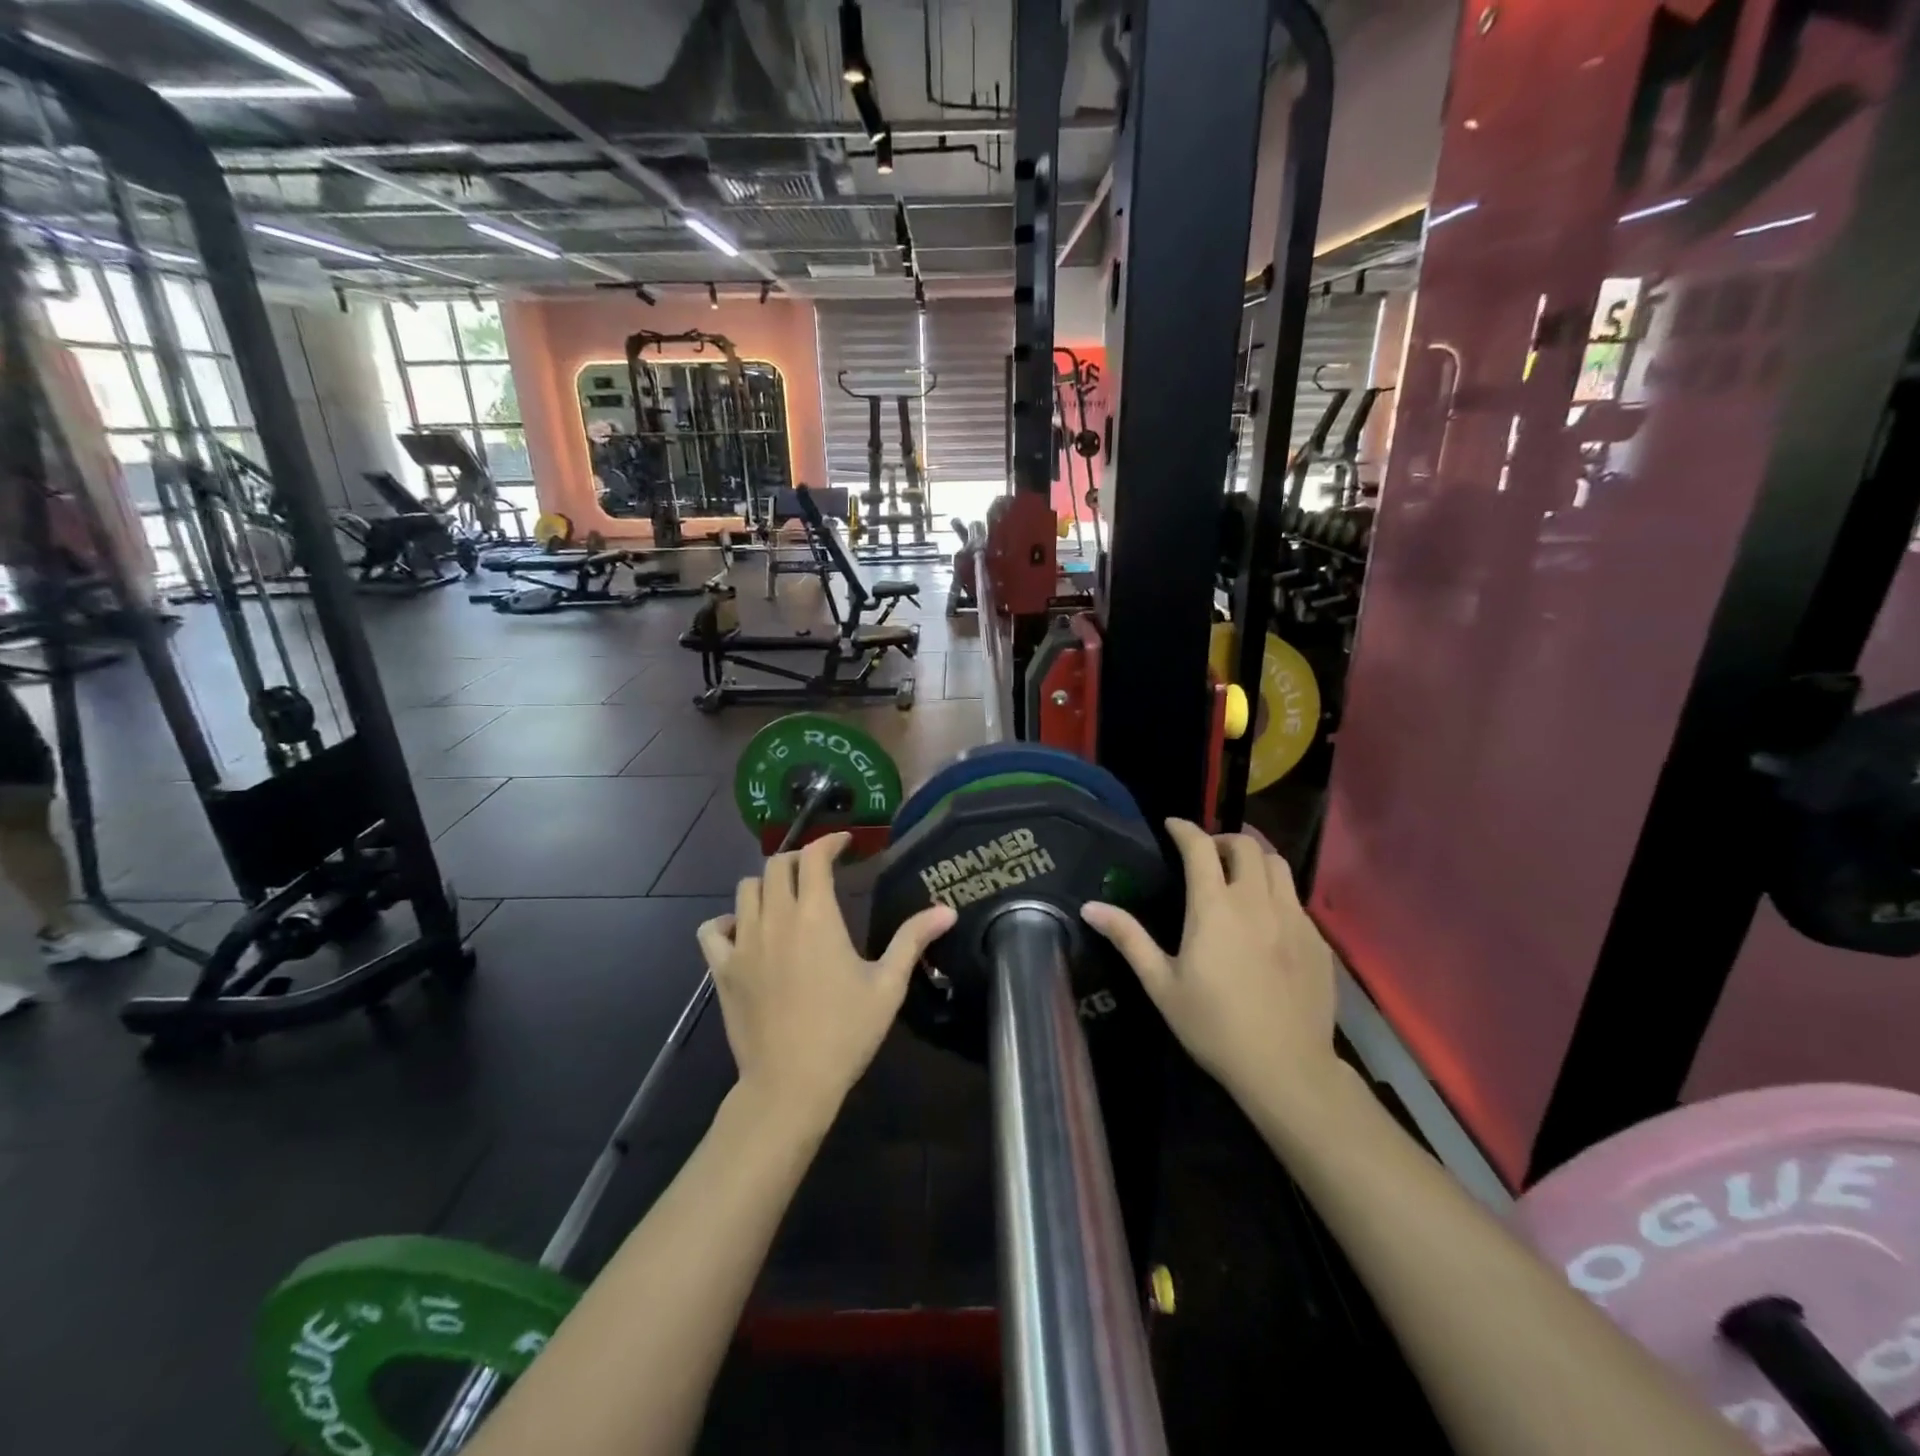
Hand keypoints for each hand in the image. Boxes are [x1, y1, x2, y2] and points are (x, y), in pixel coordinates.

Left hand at [697, 833, 955, 1128]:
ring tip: (785, 900)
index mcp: (816, 917)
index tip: (844, 843)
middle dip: (799, 860)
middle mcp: (776, 919)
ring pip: (746, 889)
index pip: (813, 857)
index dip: (828, 842)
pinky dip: (727, 921)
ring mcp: (744, 943)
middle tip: (818, 873)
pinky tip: (744, 931)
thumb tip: (947, 910)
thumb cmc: (845, 1033)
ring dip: (766, 885)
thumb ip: (912, 940)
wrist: (791, 1083)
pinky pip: (712, 930)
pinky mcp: (722, 969)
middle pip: (776, 865)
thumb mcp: (887, 986)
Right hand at [1082, 819, 1339, 1109]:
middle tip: (1206, 855)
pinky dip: (1276, 892)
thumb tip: (1089, 906)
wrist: (1286, 1068)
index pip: (1200, 847)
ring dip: (1254, 859)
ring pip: (1278, 865)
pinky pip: (1296, 898)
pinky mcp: (1318, 940)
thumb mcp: (1161, 984)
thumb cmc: (1214, 1026)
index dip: (1184, 829)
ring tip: (1238, 876)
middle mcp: (1257, 901)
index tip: (1172, 825)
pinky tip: (1266, 920)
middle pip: (1246, 845)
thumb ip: (1128, 938)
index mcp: (1215, 907)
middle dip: (1222, 840)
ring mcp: (1294, 918)